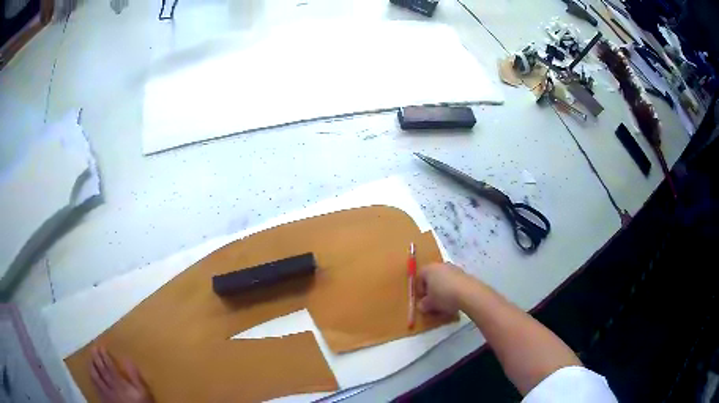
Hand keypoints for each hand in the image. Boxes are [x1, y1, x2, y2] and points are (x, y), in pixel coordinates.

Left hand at [90, 346, 153, 402]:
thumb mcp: (144, 392)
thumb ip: (135, 377)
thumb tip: (127, 359)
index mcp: (119, 382)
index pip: (109, 366)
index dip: (104, 355)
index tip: (101, 346)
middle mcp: (110, 386)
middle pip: (101, 370)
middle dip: (96, 358)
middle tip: (93, 348)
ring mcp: (106, 393)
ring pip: (96, 378)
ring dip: (92, 367)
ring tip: (90, 360)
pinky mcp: (104, 399)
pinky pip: (95, 387)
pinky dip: (92, 379)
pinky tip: (91, 376)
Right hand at [416, 262, 469, 314]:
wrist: (469, 293)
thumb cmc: (444, 296)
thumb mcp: (430, 304)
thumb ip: (423, 304)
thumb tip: (422, 306)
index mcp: (429, 269)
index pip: (419, 277)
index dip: (419, 289)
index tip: (422, 300)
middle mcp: (441, 265)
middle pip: (433, 277)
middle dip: (432, 289)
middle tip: (432, 301)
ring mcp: (454, 268)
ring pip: (444, 279)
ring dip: (443, 289)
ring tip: (444, 302)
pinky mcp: (465, 274)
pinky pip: (454, 282)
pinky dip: (452, 289)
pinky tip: (454, 300)